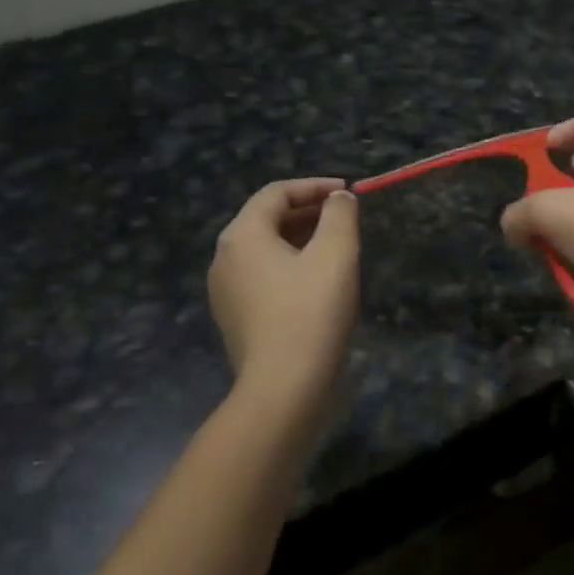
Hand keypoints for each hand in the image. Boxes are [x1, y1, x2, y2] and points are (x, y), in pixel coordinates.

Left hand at [208, 178, 359, 406]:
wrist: (283, 389)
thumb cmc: (311, 313)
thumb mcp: (336, 254)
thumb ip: (340, 214)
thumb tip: (339, 198)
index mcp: (243, 235)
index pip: (276, 193)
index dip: (315, 186)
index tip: (349, 191)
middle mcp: (224, 257)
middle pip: (266, 218)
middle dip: (308, 211)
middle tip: (345, 216)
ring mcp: (225, 291)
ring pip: (265, 248)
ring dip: (300, 238)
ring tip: (336, 245)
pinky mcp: (234, 318)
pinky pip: (262, 276)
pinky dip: (289, 265)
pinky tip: (317, 281)